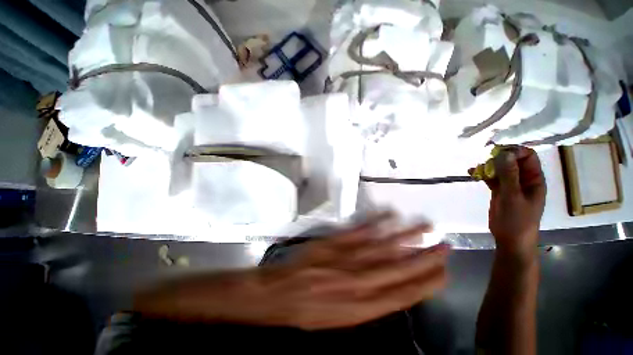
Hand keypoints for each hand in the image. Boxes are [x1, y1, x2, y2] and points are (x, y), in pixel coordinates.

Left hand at [135, 213, 449, 329]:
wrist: (273, 293)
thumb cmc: (304, 309)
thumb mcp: (336, 318)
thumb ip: (364, 303)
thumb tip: (388, 288)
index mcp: (358, 308)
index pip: (401, 294)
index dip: (424, 282)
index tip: (443, 270)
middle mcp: (355, 282)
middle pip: (396, 268)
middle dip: (422, 257)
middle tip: (444, 244)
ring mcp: (343, 258)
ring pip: (380, 245)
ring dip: (403, 234)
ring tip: (424, 223)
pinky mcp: (331, 242)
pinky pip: (357, 230)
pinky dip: (375, 221)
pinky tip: (388, 213)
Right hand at [479, 147, 545, 258]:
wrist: (510, 239)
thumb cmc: (517, 220)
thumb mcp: (513, 197)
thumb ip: (509, 175)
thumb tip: (504, 154)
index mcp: (534, 179)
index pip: (528, 156)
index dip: (514, 151)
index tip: (497, 154)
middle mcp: (524, 179)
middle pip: (513, 160)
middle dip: (498, 158)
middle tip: (485, 163)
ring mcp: (511, 185)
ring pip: (500, 169)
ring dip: (489, 166)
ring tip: (477, 170)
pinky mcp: (500, 191)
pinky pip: (492, 178)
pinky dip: (483, 174)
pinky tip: (472, 173)